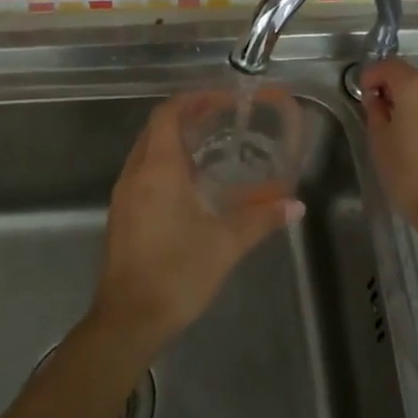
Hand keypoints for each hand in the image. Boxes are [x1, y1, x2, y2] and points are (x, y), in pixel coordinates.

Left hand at [91, 95, 302, 356]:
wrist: (128, 320)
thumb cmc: (177, 274)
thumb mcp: (226, 244)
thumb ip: (262, 218)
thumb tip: (295, 205)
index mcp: (158, 170)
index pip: (168, 115)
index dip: (194, 100)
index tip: (222, 98)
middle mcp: (135, 174)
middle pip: (156, 129)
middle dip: (187, 117)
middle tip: (222, 117)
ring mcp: (124, 196)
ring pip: (147, 152)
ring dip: (175, 141)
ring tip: (210, 145)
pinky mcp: (122, 216)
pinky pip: (144, 174)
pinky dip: (166, 165)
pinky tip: (192, 184)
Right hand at [360, 60, 417, 223]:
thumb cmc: (411, 176)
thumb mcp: (380, 143)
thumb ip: (375, 112)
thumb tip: (378, 100)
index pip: (388, 66)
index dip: (371, 77)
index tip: (365, 97)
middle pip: (415, 80)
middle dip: (398, 94)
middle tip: (386, 120)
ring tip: (412, 136)